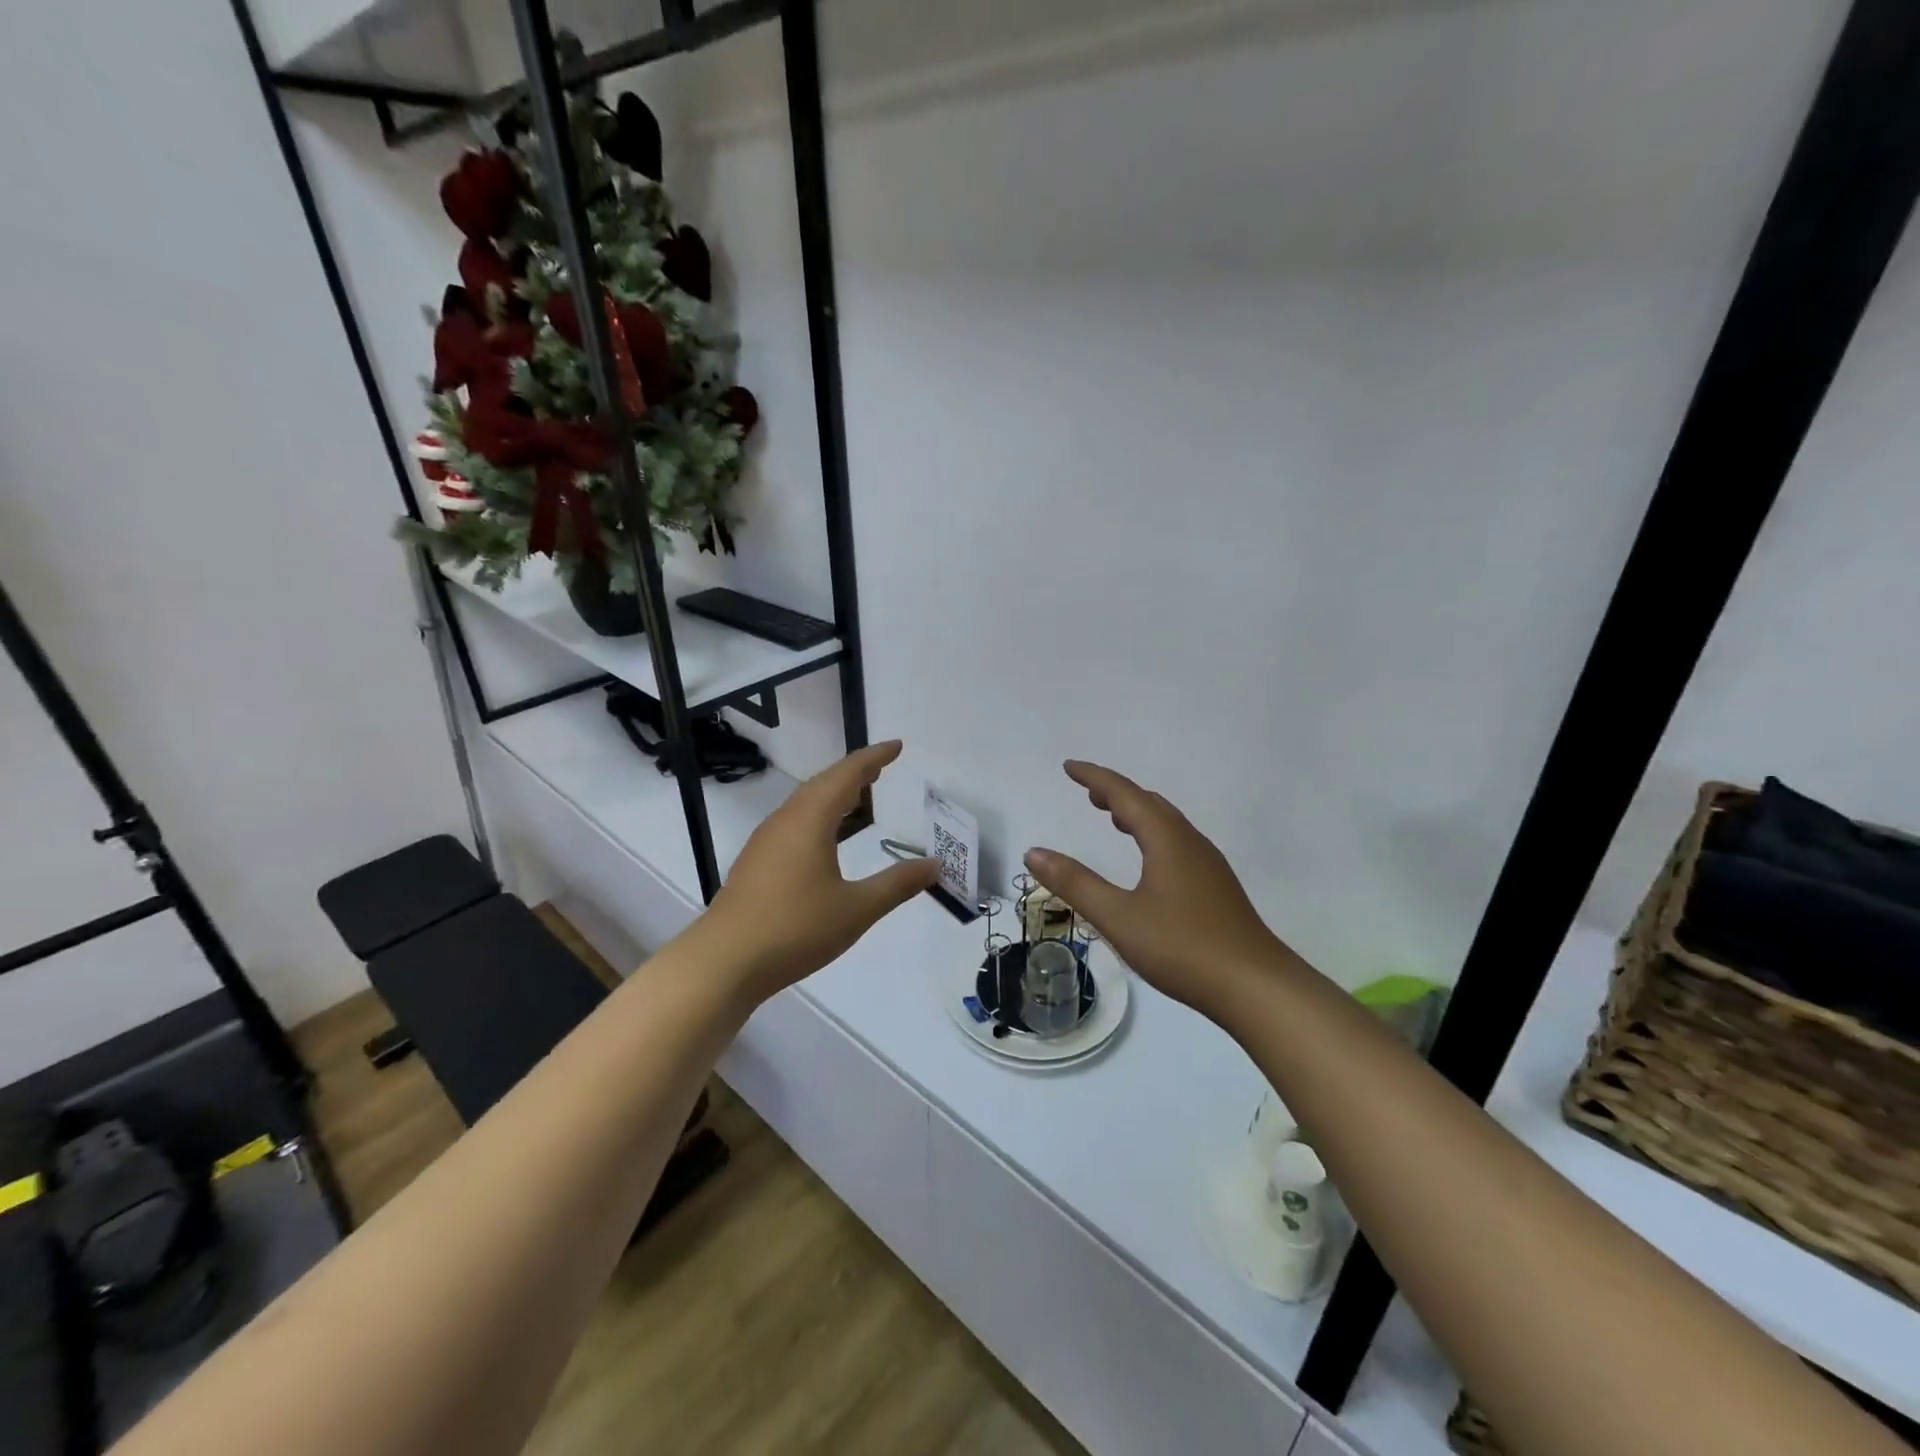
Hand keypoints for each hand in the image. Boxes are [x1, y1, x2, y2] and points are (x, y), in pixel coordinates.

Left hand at [702, 741, 938, 1003]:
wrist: (724, 961)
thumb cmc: (795, 929)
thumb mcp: (857, 909)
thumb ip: (897, 884)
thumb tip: (935, 864)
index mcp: (810, 820)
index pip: (846, 775)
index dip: (873, 758)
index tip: (896, 746)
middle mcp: (785, 821)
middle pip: (823, 783)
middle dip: (854, 772)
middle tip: (881, 768)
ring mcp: (766, 841)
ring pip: (805, 803)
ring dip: (833, 793)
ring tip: (858, 796)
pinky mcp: (756, 862)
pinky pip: (793, 822)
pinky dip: (818, 815)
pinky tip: (825, 838)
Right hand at [1026, 761, 1293, 1018]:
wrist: (1256, 987)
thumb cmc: (1183, 948)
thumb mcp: (1119, 917)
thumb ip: (1075, 884)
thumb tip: (1033, 852)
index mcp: (1166, 840)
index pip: (1125, 794)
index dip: (1095, 777)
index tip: (1069, 767)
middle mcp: (1190, 842)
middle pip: (1149, 803)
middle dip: (1116, 792)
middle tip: (1088, 792)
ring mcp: (1208, 865)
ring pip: (1168, 824)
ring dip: (1137, 813)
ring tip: (1113, 818)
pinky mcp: (1217, 887)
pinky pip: (1178, 843)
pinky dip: (1153, 835)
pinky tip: (1149, 861)